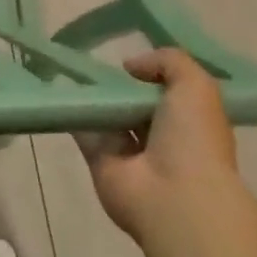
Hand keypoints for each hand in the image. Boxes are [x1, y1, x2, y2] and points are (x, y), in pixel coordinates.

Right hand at [82, 48, 237, 238]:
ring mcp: (130, 151)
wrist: (174, 197)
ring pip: (109, 115)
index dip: (153, 73)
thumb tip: (131, 66)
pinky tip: (60, 90)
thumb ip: (169, 61)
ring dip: (94, 96)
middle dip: (120, 84)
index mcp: (190, 122)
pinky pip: (84, 131)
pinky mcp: (101, 161)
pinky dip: (73, 112)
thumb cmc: (193, 139)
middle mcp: (162, 137)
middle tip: (96, 59)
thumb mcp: (196, 86)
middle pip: (135, 102)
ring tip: (73, 67)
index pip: (170, 92)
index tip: (133, 59)